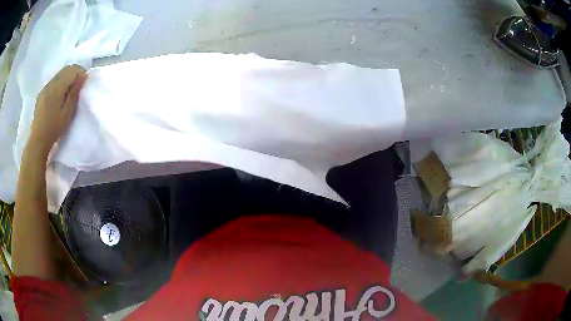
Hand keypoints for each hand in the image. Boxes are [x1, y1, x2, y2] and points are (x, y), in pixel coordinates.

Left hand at [28, 65, 86, 155]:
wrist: (38, 141)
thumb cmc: (54, 129)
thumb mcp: (67, 112)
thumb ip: (74, 92)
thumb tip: (83, 75)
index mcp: (57, 88)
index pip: (72, 70)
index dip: (80, 73)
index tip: (83, 83)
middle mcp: (50, 83)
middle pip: (66, 69)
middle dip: (74, 73)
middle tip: (78, 87)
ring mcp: (45, 88)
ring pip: (59, 74)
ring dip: (67, 78)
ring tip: (69, 91)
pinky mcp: (42, 93)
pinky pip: (53, 81)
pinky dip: (60, 83)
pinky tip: (59, 95)